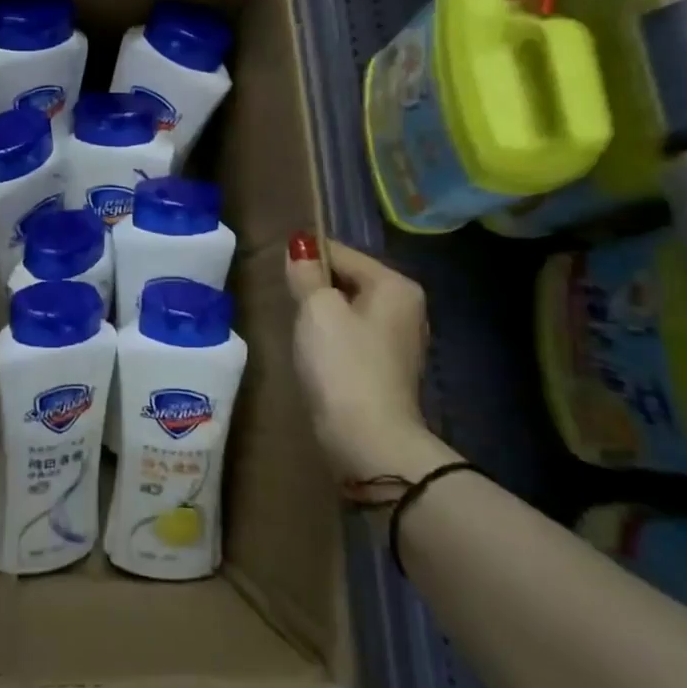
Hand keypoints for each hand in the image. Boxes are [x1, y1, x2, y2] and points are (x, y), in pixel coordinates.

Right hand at [284, 235, 445, 496]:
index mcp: (396, 285)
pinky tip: (315, 355)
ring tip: (297, 329)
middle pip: (349, 281)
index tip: (279, 273)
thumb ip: (306, 273)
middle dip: (316, 288)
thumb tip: (300, 246)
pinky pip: (354, 339)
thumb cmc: (342, 364)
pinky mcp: (388, 372)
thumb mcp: (317, 309)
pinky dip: (333, 341)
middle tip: (286, 302)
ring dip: (323, 316)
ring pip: (350, 311)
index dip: (307, 258)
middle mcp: (407, 308)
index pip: (343, 252)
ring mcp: (400, 343)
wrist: (369, 440)